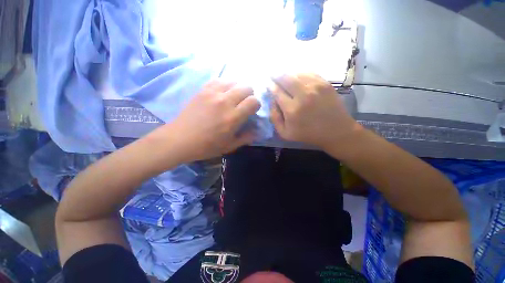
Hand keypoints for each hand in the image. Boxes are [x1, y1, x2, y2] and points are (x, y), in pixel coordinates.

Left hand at [162, 80, 260, 161]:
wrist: (180, 139)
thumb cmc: (206, 146)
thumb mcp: (229, 146)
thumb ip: (245, 138)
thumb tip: (256, 131)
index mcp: (233, 117)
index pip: (253, 101)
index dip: (256, 105)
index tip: (252, 110)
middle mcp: (225, 102)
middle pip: (246, 87)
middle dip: (249, 95)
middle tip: (244, 103)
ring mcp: (213, 93)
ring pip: (234, 81)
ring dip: (237, 89)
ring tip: (233, 97)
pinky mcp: (203, 90)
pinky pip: (219, 80)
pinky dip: (225, 84)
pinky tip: (222, 93)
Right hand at [269, 74, 360, 151]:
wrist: (335, 131)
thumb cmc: (308, 134)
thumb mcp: (285, 133)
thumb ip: (275, 118)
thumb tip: (272, 101)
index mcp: (292, 109)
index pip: (277, 92)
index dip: (271, 86)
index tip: (268, 84)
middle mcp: (303, 95)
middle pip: (285, 78)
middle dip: (276, 75)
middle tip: (273, 75)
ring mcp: (315, 87)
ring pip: (296, 73)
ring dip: (287, 73)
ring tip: (283, 75)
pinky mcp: (325, 83)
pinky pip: (309, 73)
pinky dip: (300, 73)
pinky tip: (297, 76)